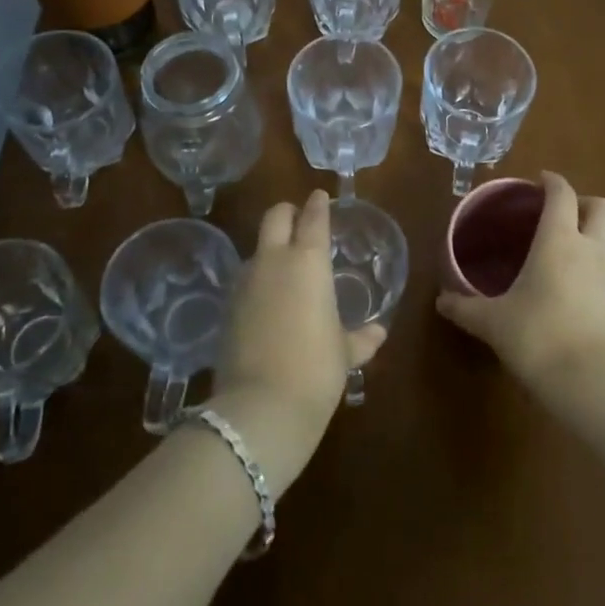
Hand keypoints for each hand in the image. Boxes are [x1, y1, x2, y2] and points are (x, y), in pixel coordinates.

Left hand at [206, 190, 386, 493]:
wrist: (259, 408)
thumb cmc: (315, 370)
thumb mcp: (343, 353)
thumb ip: (360, 338)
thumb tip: (378, 333)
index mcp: (308, 261)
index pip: (313, 217)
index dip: (318, 204)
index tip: (321, 197)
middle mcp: (273, 261)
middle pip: (275, 216)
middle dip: (287, 212)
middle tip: (299, 220)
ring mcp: (245, 283)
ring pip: (257, 248)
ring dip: (270, 249)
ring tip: (286, 267)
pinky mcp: (226, 308)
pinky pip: (245, 280)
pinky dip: (257, 281)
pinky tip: (267, 302)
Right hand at [435, 171, 604, 400]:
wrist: (594, 383)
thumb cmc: (537, 337)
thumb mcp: (493, 323)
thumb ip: (466, 308)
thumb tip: (441, 301)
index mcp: (558, 240)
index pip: (562, 194)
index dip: (552, 182)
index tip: (540, 181)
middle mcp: (592, 250)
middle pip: (603, 208)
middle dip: (586, 204)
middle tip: (564, 216)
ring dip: (593, 245)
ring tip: (567, 266)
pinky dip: (598, 282)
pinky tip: (578, 306)